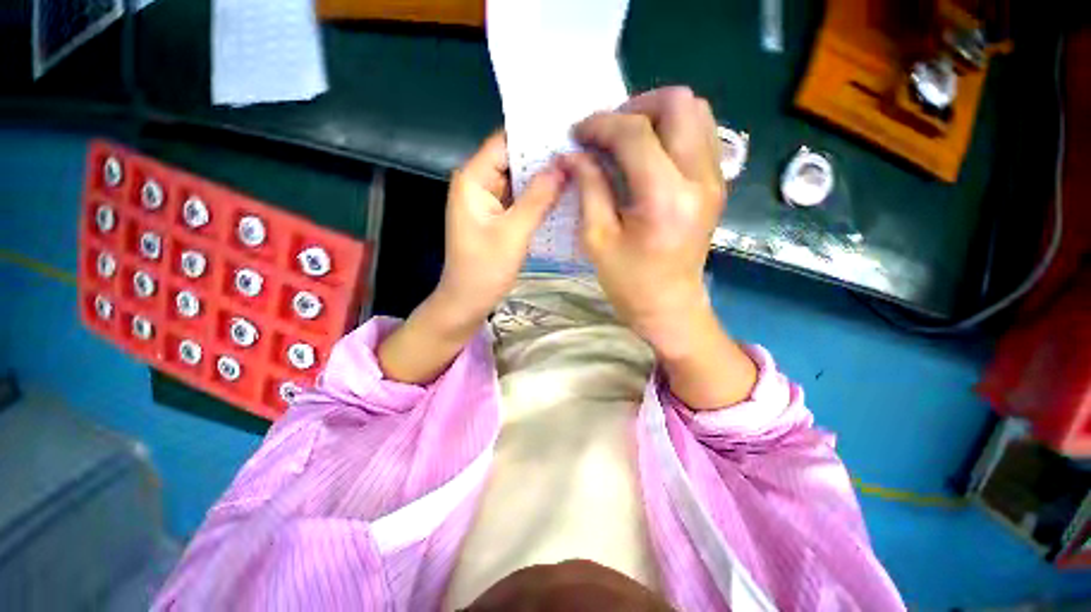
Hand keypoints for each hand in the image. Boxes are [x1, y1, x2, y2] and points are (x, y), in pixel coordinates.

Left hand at [378, 132, 563, 383]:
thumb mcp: (514, 233)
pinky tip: (563, 193)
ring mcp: (488, 200)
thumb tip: (564, 165)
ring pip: (520, 179)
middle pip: (514, 159)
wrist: (468, 301)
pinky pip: (520, 198)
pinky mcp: (497, 216)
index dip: (535, 135)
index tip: (568, 129)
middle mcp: (478, 183)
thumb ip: (538, 198)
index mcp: (473, 179)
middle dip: (544, 156)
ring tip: (578, 167)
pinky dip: (539, 196)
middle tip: (582, 149)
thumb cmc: (485, 269)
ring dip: (544, 177)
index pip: (505, 142)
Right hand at [562, 87, 755, 408]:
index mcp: (664, 197)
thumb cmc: (629, 281)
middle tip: (608, 132)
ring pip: (697, 111)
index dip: (601, 124)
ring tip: (627, 140)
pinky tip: (648, 155)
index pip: (635, 133)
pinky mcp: (716, 184)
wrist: (670, 306)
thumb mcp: (597, 238)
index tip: (578, 133)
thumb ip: (588, 187)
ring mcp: (715, 179)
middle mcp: (699, 178)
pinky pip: (701, 134)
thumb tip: (573, 153)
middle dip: (635, 107)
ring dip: (657, 115)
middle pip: (679, 103)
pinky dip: (672, 131)